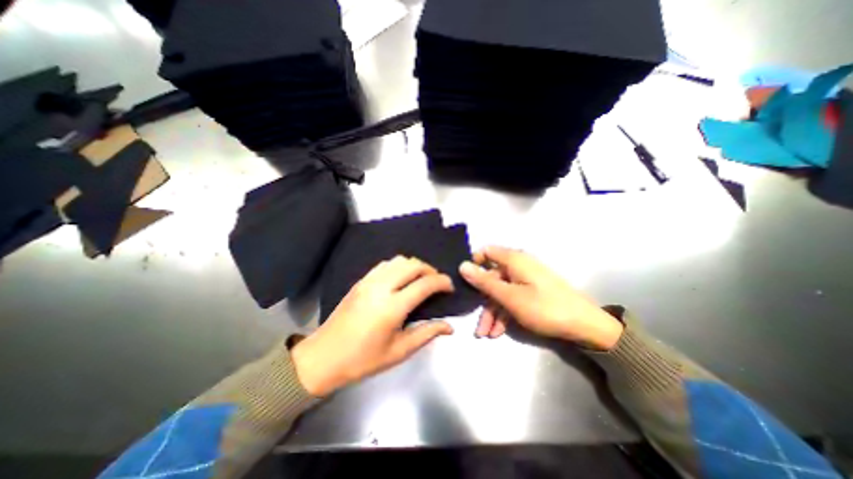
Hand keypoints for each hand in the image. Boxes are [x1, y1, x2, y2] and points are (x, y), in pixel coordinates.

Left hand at [292, 258, 452, 396]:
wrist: (323, 357)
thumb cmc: (363, 360)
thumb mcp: (399, 352)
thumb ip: (426, 334)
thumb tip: (449, 327)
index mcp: (392, 308)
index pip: (424, 284)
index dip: (441, 282)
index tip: (449, 287)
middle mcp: (381, 288)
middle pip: (412, 265)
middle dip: (430, 270)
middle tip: (437, 283)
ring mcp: (368, 281)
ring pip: (398, 260)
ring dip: (414, 266)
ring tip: (421, 279)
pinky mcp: (361, 281)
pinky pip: (385, 264)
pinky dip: (399, 266)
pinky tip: (401, 278)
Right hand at [456, 245, 624, 348]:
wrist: (586, 326)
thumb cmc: (545, 308)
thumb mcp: (510, 297)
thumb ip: (484, 281)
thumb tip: (462, 265)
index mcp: (514, 260)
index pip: (486, 251)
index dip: (473, 263)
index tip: (464, 281)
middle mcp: (518, 266)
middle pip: (491, 277)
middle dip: (482, 300)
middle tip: (476, 322)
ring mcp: (525, 280)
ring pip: (501, 291)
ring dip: (492, 312)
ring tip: (485, 334)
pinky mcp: (532, 292)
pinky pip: (512, 298)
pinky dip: (504, 313)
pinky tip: (498, 332)